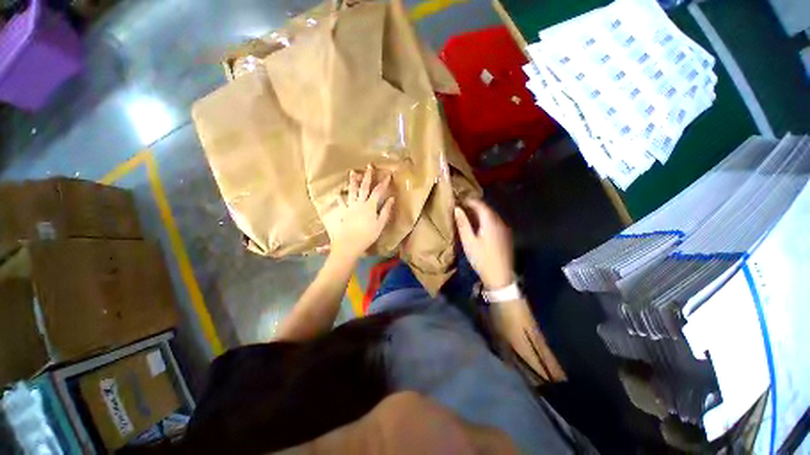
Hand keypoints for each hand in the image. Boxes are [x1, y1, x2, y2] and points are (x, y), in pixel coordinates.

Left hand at [324, 165, 394, 260]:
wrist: (349, 244)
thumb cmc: (367, 235)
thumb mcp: (380, 224)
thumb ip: (385, 211)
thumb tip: (392, 199)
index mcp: (370, 206)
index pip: (378, 191)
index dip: (383, 183)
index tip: (388, 175)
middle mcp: (359, 203)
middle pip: (364, 187)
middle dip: (367, 176)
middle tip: (368, 166)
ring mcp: (350, 207)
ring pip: (351, 192)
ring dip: (352, 181)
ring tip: (352, 172)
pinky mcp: (343, 213)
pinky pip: (341, 203)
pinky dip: (340, 198)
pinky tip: (338, 194)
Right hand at [454, 199, 513, 289]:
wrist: (500, 276)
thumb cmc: (482, 259)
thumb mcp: (468, 241)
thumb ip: (463, 223)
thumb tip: (457, 208)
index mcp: (490, 221)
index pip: (480, 204)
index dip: (469, 200)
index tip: (458, 200)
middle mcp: (500, 221)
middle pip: (487, 208)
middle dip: (474, 206)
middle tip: (461, 207)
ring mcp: (504, 228)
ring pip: (491, 215)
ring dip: (480, 212)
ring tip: (467, 215)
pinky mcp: (505, 235)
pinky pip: (495, 221)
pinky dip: (485, 219)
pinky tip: (478, 225)